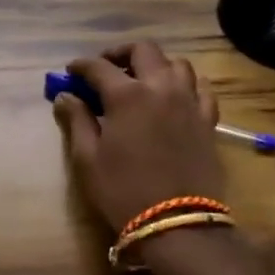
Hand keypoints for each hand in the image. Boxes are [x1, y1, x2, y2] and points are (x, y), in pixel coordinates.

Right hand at [53, 42, 224, 230]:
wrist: (177, 224)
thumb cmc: (123, 191)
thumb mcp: (88, 158)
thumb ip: (76, 120)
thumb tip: (66, 96)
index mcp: (127, 95)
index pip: (98, 67)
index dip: (80, 66)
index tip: (70, 73)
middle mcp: (160, 88)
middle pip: (143, 50)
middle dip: (120, 54)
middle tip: (106, 69)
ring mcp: (189, 102)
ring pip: (177, 64)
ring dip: (156, 65)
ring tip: (142, 81)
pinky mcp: (208, 120)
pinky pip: (201, 89)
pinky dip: (186, 84)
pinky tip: (175, 96)